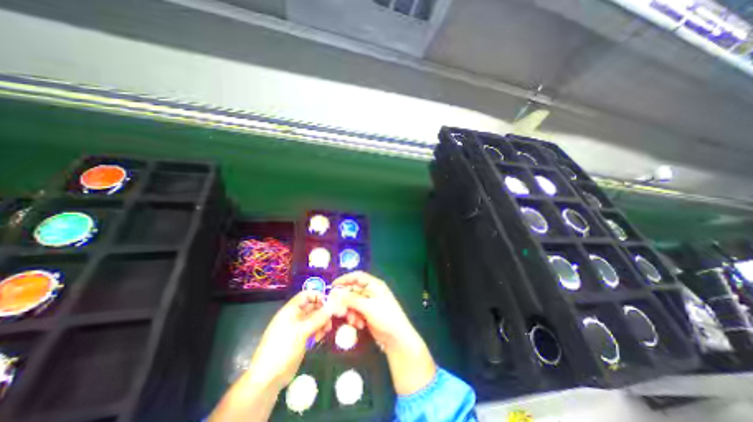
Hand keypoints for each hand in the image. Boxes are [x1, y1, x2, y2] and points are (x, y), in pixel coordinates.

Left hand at [248, 290, 332, 388]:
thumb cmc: (283, 348)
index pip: (305, 295)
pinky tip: (320, 337)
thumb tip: (333, 306)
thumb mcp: (302, 330)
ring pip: (314, 319)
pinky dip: (318, 331)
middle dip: (323, 310)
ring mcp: (297, 328)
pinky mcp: (300, 339)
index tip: (330, 302)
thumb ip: (318, 317)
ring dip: (322, 322)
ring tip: (327, 330)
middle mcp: (294, 316)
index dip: (317, 295)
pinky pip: (312, 329)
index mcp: (290, 310)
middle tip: (332, 317)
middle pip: (312, 306)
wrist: (268, 378)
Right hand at [331, 270, 435, 394]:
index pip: (357, 277)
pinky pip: (356, 311)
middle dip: (346, 300)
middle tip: (339, 309)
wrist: (396, 338)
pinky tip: (359, 325)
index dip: (345, 279)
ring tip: (353, 320)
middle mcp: (371, 291)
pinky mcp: (368, 313)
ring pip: (353, 302)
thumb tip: (335, 293)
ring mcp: (369, 303)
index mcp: (374, 284)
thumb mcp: (367, 306)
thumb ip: (351, 299)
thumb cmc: (385, 316)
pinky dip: (355, 317)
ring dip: (350, 311)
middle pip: (353, 290)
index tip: (332, 286)